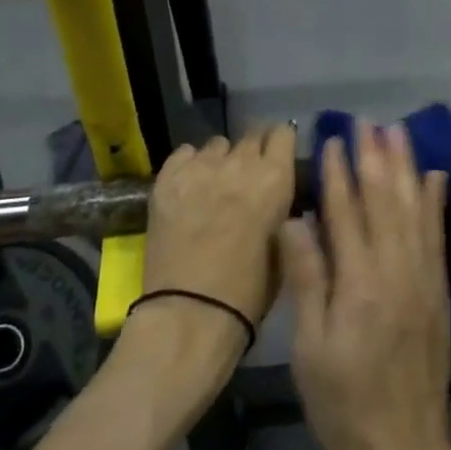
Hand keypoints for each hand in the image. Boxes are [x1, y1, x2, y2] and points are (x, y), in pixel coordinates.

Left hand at [140, 124, 297, 326]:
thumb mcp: (282, 248)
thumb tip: (277, 194)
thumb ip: (282, 210)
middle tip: (246, 178)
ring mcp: (200, 167)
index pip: (283, 133)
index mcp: (275, 179)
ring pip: (217, 145)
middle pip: (250, 135)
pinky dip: (190, 166)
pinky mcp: (167, 178)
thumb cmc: (247, 294)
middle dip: (252, 152)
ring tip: (214, 187)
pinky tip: (188, 190)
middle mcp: (239, 163)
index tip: (277, 158)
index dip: (280, 144)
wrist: (189, 315)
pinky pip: (184, 154)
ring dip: (221, 161)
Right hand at [279, 125, 450, 449]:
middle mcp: (396, 271)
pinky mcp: (439, 292)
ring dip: (405, 167)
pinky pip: (437, 236)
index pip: (346, 213)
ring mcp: (423, 279)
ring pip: (414, 209)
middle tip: (367, 121)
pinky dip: (435, 202)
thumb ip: (307, 279)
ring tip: (398, 132)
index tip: (332, 139)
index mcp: (359, 284)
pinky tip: (434, 177)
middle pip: (384, 200)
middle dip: (374, 157)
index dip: (338, 173)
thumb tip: (295, 220)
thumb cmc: (344, 402)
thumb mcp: (311, 349)